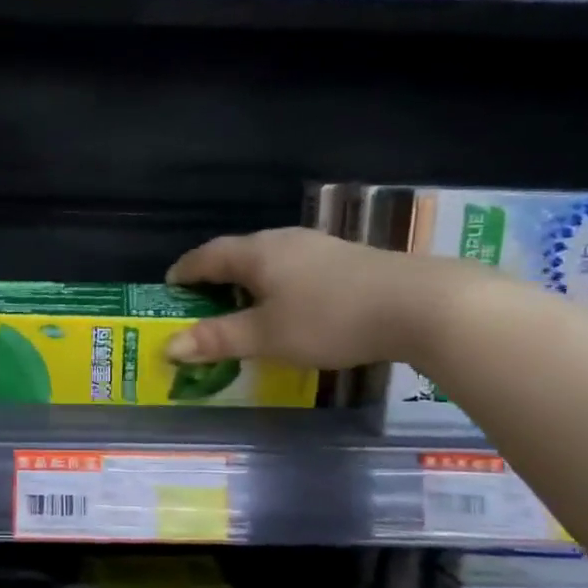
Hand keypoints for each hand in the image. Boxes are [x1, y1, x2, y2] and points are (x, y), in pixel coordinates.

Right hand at [165, 227, 461, 371]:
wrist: (418, 304)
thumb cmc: (329, 318)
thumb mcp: (267, 335)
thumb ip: (218, 339)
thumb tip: (169, 346)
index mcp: (257, 253)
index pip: (207, 255)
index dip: (185, 271)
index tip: (169, 287)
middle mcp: (283, 240)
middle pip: (238, 253)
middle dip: (215, 276)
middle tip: (202, 302)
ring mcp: (318, 246)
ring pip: (269, 260)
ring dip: (248, 280)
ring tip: (242, 305)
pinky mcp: (345, 259)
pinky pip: (294, 268)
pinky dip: (277, 285)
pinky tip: (289, 305)